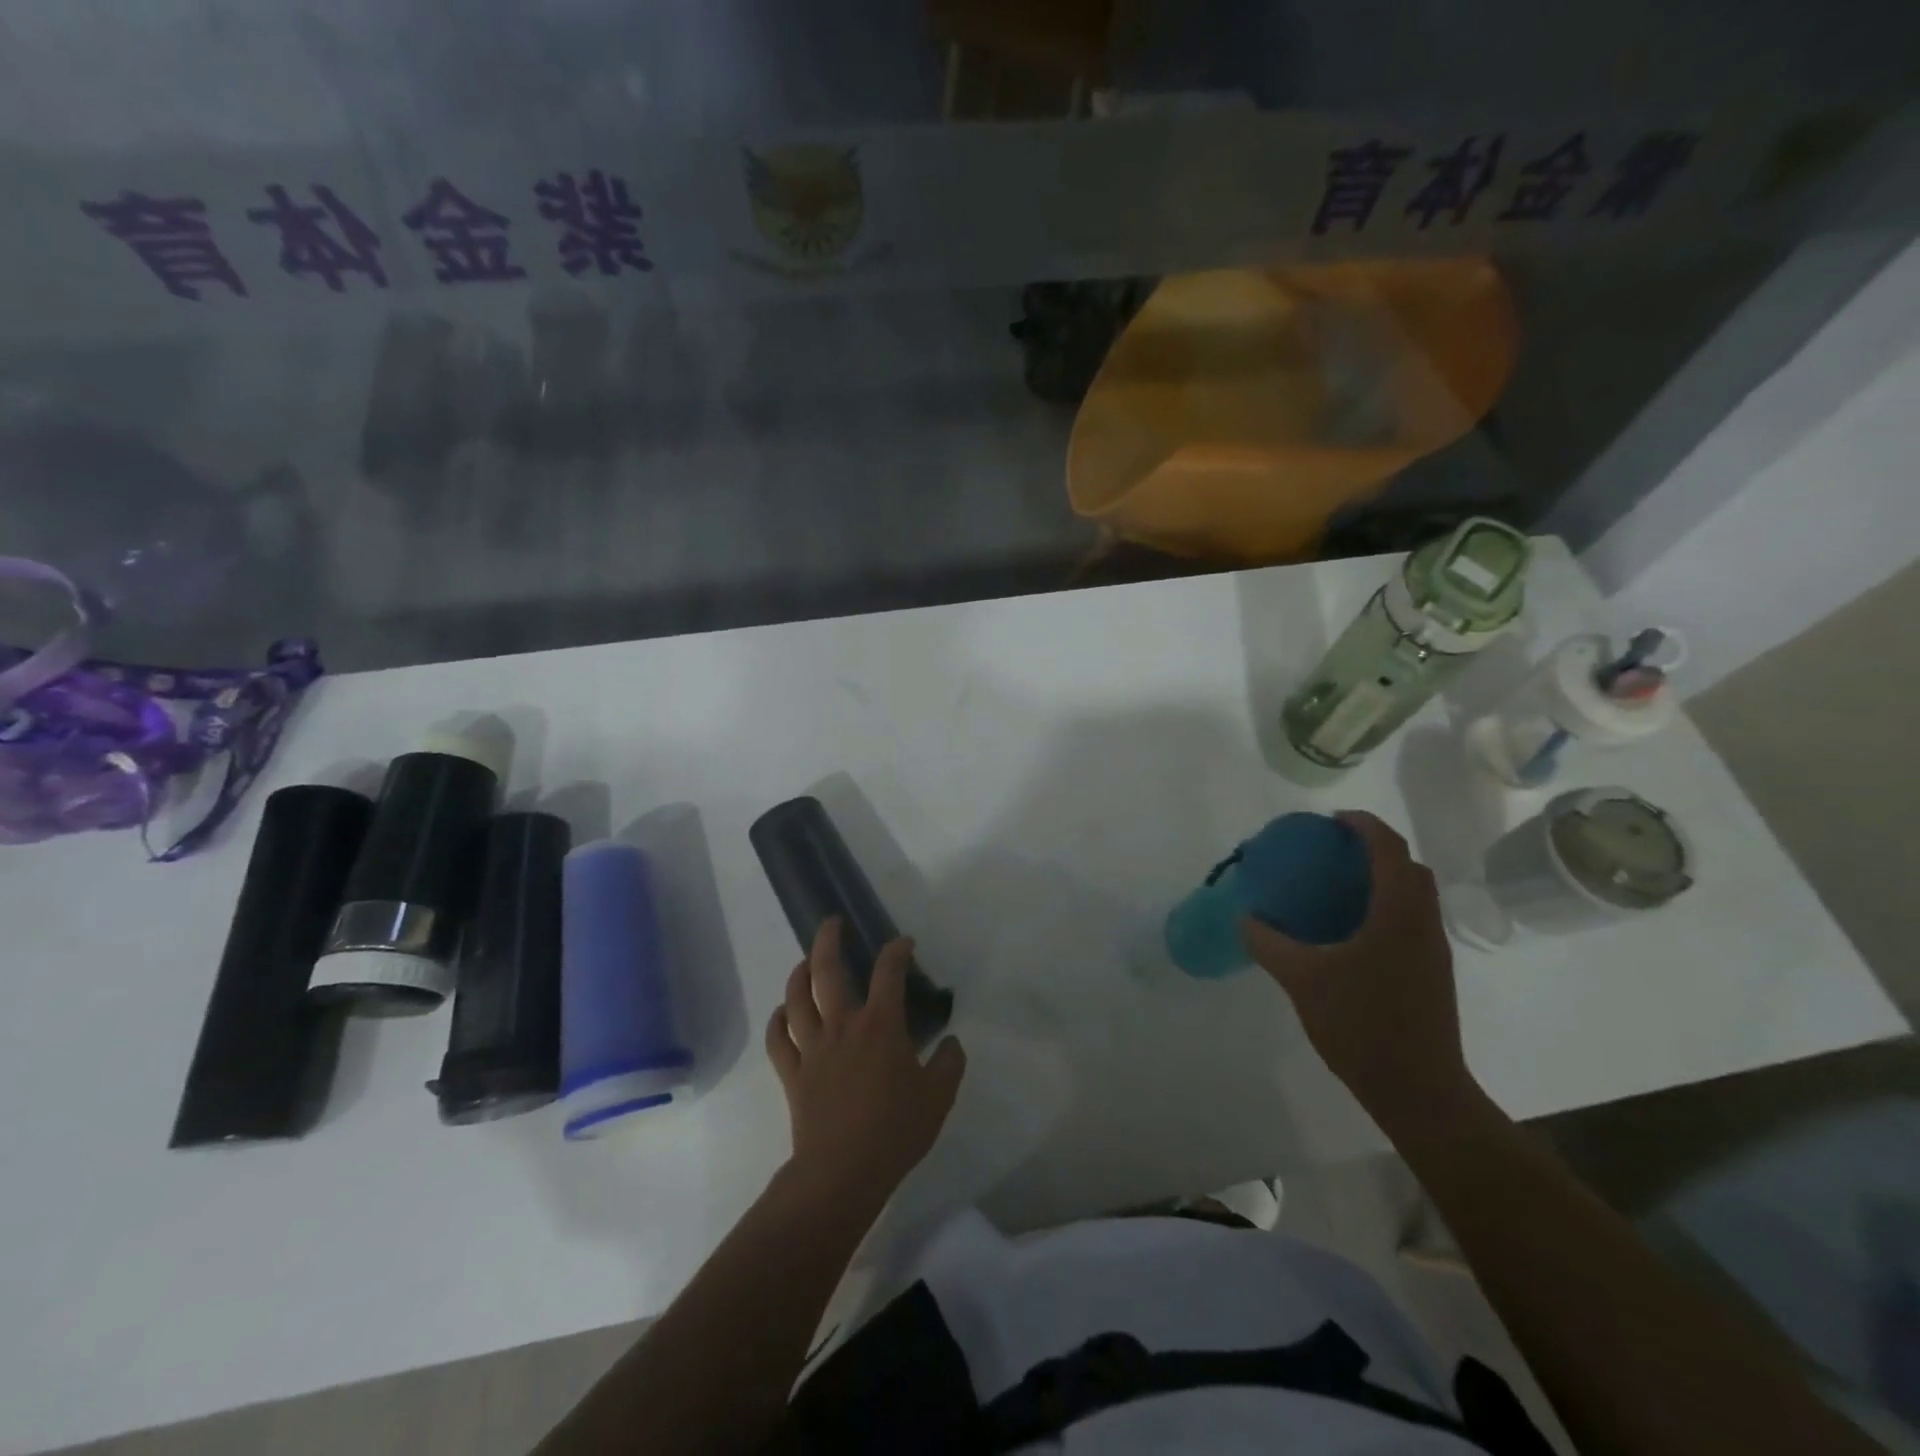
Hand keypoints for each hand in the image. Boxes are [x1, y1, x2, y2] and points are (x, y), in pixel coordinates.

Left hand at [765, 918, 966, 1204]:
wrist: (843, 1172)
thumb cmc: (895, 1130)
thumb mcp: (939, 1096)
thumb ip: (949, 1062)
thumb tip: (950, 1041)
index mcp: (880, 1025)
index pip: (888, 972)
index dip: (896, 950)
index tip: (904, 943)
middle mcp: (843, 1025)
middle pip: (828, 971)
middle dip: (828, 940)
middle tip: (832, 923)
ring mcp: (813, 1048)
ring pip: (797, 998)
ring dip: (799, 974)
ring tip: (804, 961)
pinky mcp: (793, 1073)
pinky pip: (777, 1040)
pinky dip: (776, 1021)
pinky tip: (781, 1012)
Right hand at [1243, 811, 1483, 1142]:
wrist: (1418, 1090)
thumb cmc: (1361, 1025)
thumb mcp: (1302, 979)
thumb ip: (1268, 943)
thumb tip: (1243, 916)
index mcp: (1398, 914)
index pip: (1390, 849)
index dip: (1363, 825)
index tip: (1330, 821)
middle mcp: (1423, 924)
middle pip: (1409, 867)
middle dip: (1375, 848)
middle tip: (1332, 851)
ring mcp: (1432, 950)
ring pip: (1415, 895)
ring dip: (1383, 878)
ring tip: (1337, 886)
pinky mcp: (1431, 973)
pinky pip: (1411, 919)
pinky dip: (1386, 906)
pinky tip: (1349, 930)